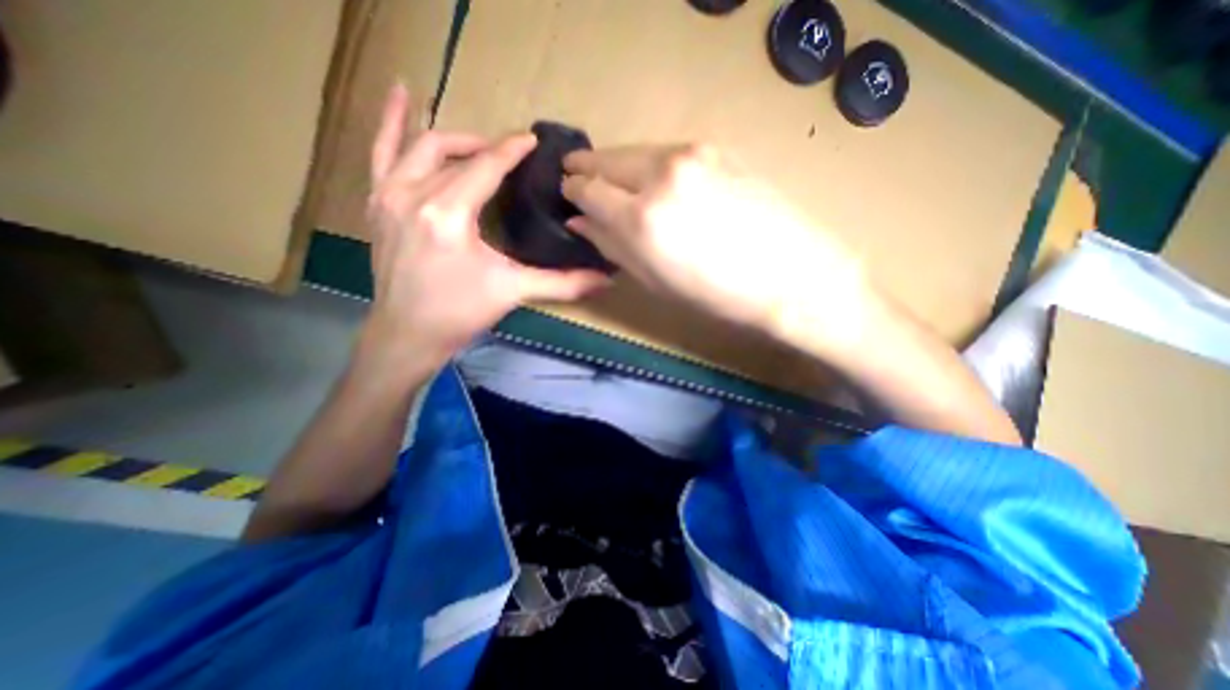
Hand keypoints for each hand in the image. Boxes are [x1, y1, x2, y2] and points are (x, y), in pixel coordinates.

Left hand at [358, 86, 605, 376]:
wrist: (407, 334)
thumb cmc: (460, 313)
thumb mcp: (512, 292)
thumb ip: (561, 283)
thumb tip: (605, 280)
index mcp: (448, 214)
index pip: (486, 167)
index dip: (511, 150)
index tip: (532, 140)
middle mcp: (413, 194)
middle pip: (455, 152)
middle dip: (487, 147)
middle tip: (511, 156)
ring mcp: (387, 194)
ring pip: (420, 145)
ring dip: (453, 138)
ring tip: (477, 141)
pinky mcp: (376, 203)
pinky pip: (380, 151)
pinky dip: (390, 123)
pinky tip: (398, 92)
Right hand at [561, 142, 867, 352]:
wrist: (792, 276)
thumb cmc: (718, 295)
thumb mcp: (654, 281)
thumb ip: (611, 246)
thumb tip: (580, 222)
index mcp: (641, 218)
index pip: (588, 189)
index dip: (573, 191)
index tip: (568, 194)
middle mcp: (661, 175)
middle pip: (606, 158)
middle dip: (586, 168)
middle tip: (578, 178)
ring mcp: (691, 154)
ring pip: (635, 150)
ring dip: (617, 165)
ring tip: (615, 183)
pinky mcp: (716, 149)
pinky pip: (665, 152)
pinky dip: (648, 165)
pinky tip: (653, 182)